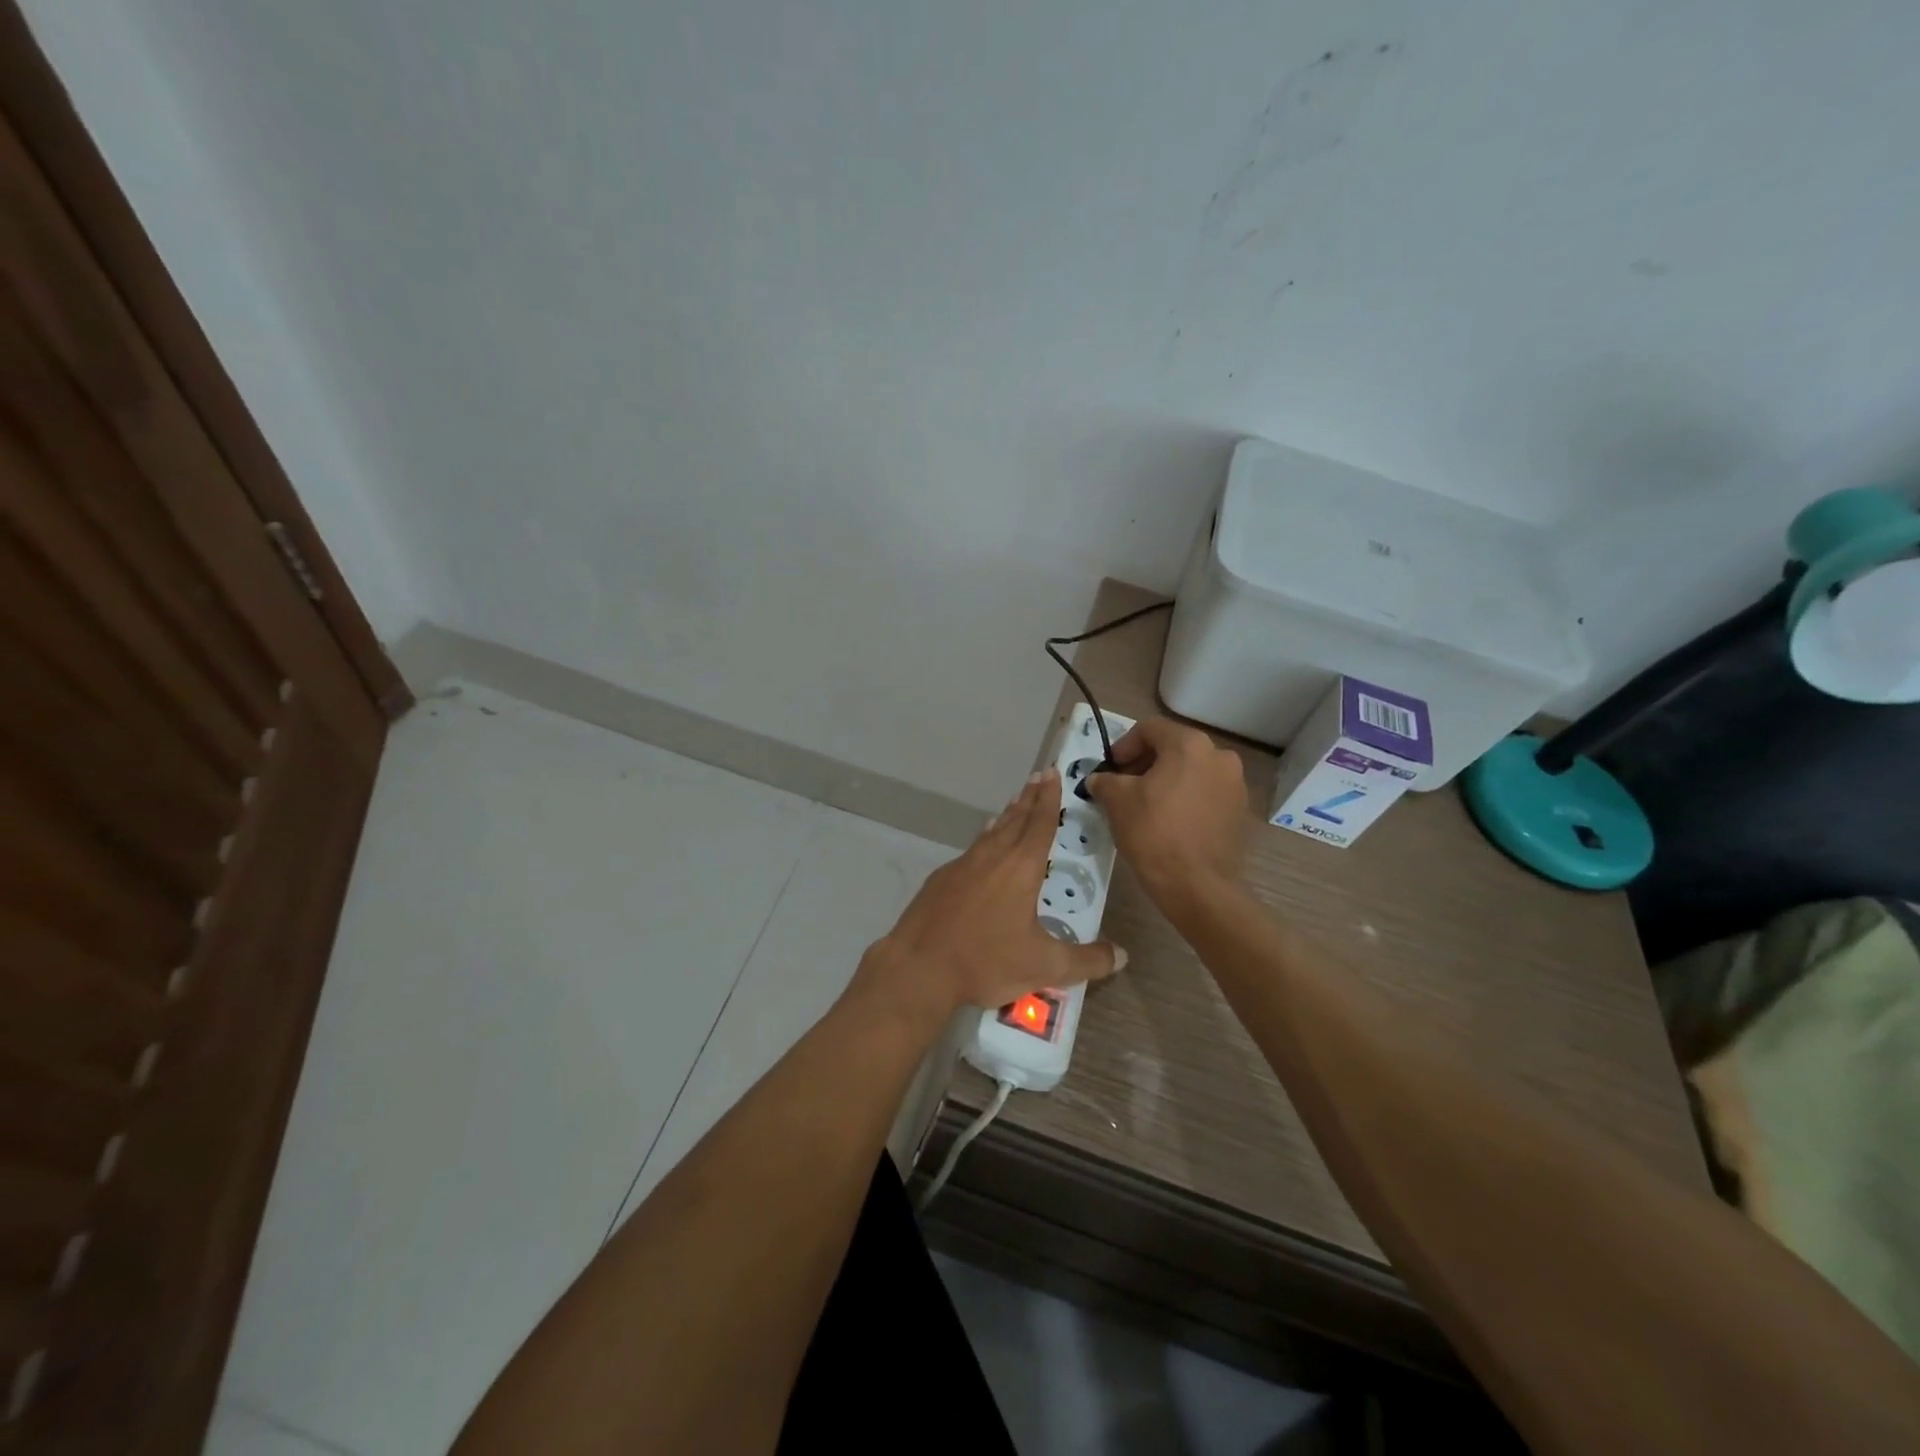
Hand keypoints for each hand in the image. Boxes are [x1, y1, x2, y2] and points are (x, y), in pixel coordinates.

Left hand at [849, 768, 1124, 1026]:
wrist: (919, 967)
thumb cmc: (986, 961)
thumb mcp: (1045, 966)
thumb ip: (1087, 961)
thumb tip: (1123, 955)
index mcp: (1021, 867)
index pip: (1041, 823)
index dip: (1049, 798)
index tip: (1052, 773)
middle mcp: (992, 856)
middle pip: (1016, 819)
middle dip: (1030, 798)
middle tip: (1039, 776)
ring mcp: (963, 865)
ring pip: (991, 832)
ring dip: (1007, 816)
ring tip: (1015, 803)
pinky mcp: (941, 879)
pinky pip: (971, 849)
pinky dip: (984, 839)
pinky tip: (983, 845)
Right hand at [1085, 718, 1247, 912]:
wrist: (1196, 885)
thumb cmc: (1153, 832)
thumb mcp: (1116, 801)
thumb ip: (1105, 781)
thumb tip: (1098, 779)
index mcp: (1190, 744)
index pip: (1149, 729)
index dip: (1123, 746)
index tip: (1110, 769)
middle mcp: (1219, 756)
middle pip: (1173, 748)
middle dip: (1145, 763)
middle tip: (1123, 786)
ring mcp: (1235, 784)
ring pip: (1191, 771)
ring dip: (1166, 780)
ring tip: (1145, 805)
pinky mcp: (1240, 811)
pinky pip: (1206, 793)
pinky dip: (1186, 798)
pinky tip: (1169, 821)